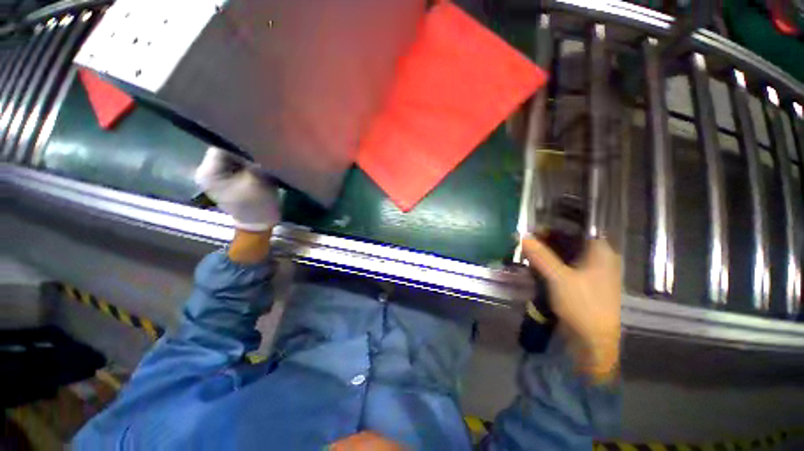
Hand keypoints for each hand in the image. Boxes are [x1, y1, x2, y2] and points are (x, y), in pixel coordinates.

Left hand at [194, 147, 280, 231]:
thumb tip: (259, 142)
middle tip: (264, 150)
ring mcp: (221, 174)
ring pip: (236, 156)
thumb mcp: (256, 181)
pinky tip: (262, 165)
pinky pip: (241, 163)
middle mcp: (210, 170)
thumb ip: (254, 160)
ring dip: (251, 156)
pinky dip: (252, 163)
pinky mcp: (233, 177)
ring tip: (265, 158)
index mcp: (208, 171)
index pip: (221, 145)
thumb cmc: (256, 205)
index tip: (259, 143)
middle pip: (228, 149)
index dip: (241, 142)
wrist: (260, 224)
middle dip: (247, 149)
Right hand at [522, 237, 621, 382]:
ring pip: (566, 256)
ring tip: (528, 255)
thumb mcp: (558, 277)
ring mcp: (591, 273)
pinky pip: (565, 268)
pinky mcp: (583, 285)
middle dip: (547, 242)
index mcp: (600, 253)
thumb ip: (540, 255)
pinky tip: (537, 268)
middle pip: (570, 243)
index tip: (532, 231)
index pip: (576, 230)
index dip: (554, 228)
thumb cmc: (582, 305)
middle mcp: (599, 259)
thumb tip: (522, 236)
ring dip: (547, 254)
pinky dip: (551, 265)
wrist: (593, 342)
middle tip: (526, 243)